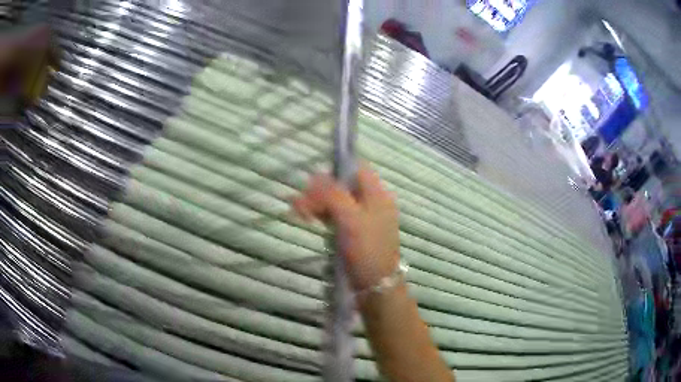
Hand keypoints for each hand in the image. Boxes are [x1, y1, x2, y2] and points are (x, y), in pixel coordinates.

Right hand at [292, 164, 400, 291]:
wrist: (376, 286)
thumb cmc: (367, 250)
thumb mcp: (351, 219)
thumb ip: (333, 195)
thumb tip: (316, 175)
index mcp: (378, 195)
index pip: (357, 169)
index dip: (335, 170)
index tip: (313, 179)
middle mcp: (373, 203)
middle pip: (344, 186)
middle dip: (321, 190)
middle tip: (299, 200)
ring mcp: (364, 219)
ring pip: (338, 202)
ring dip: (318, 203)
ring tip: (297, 210)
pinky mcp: (355, 233)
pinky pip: (338, 216)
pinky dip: (323, 215)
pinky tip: (308, 217)